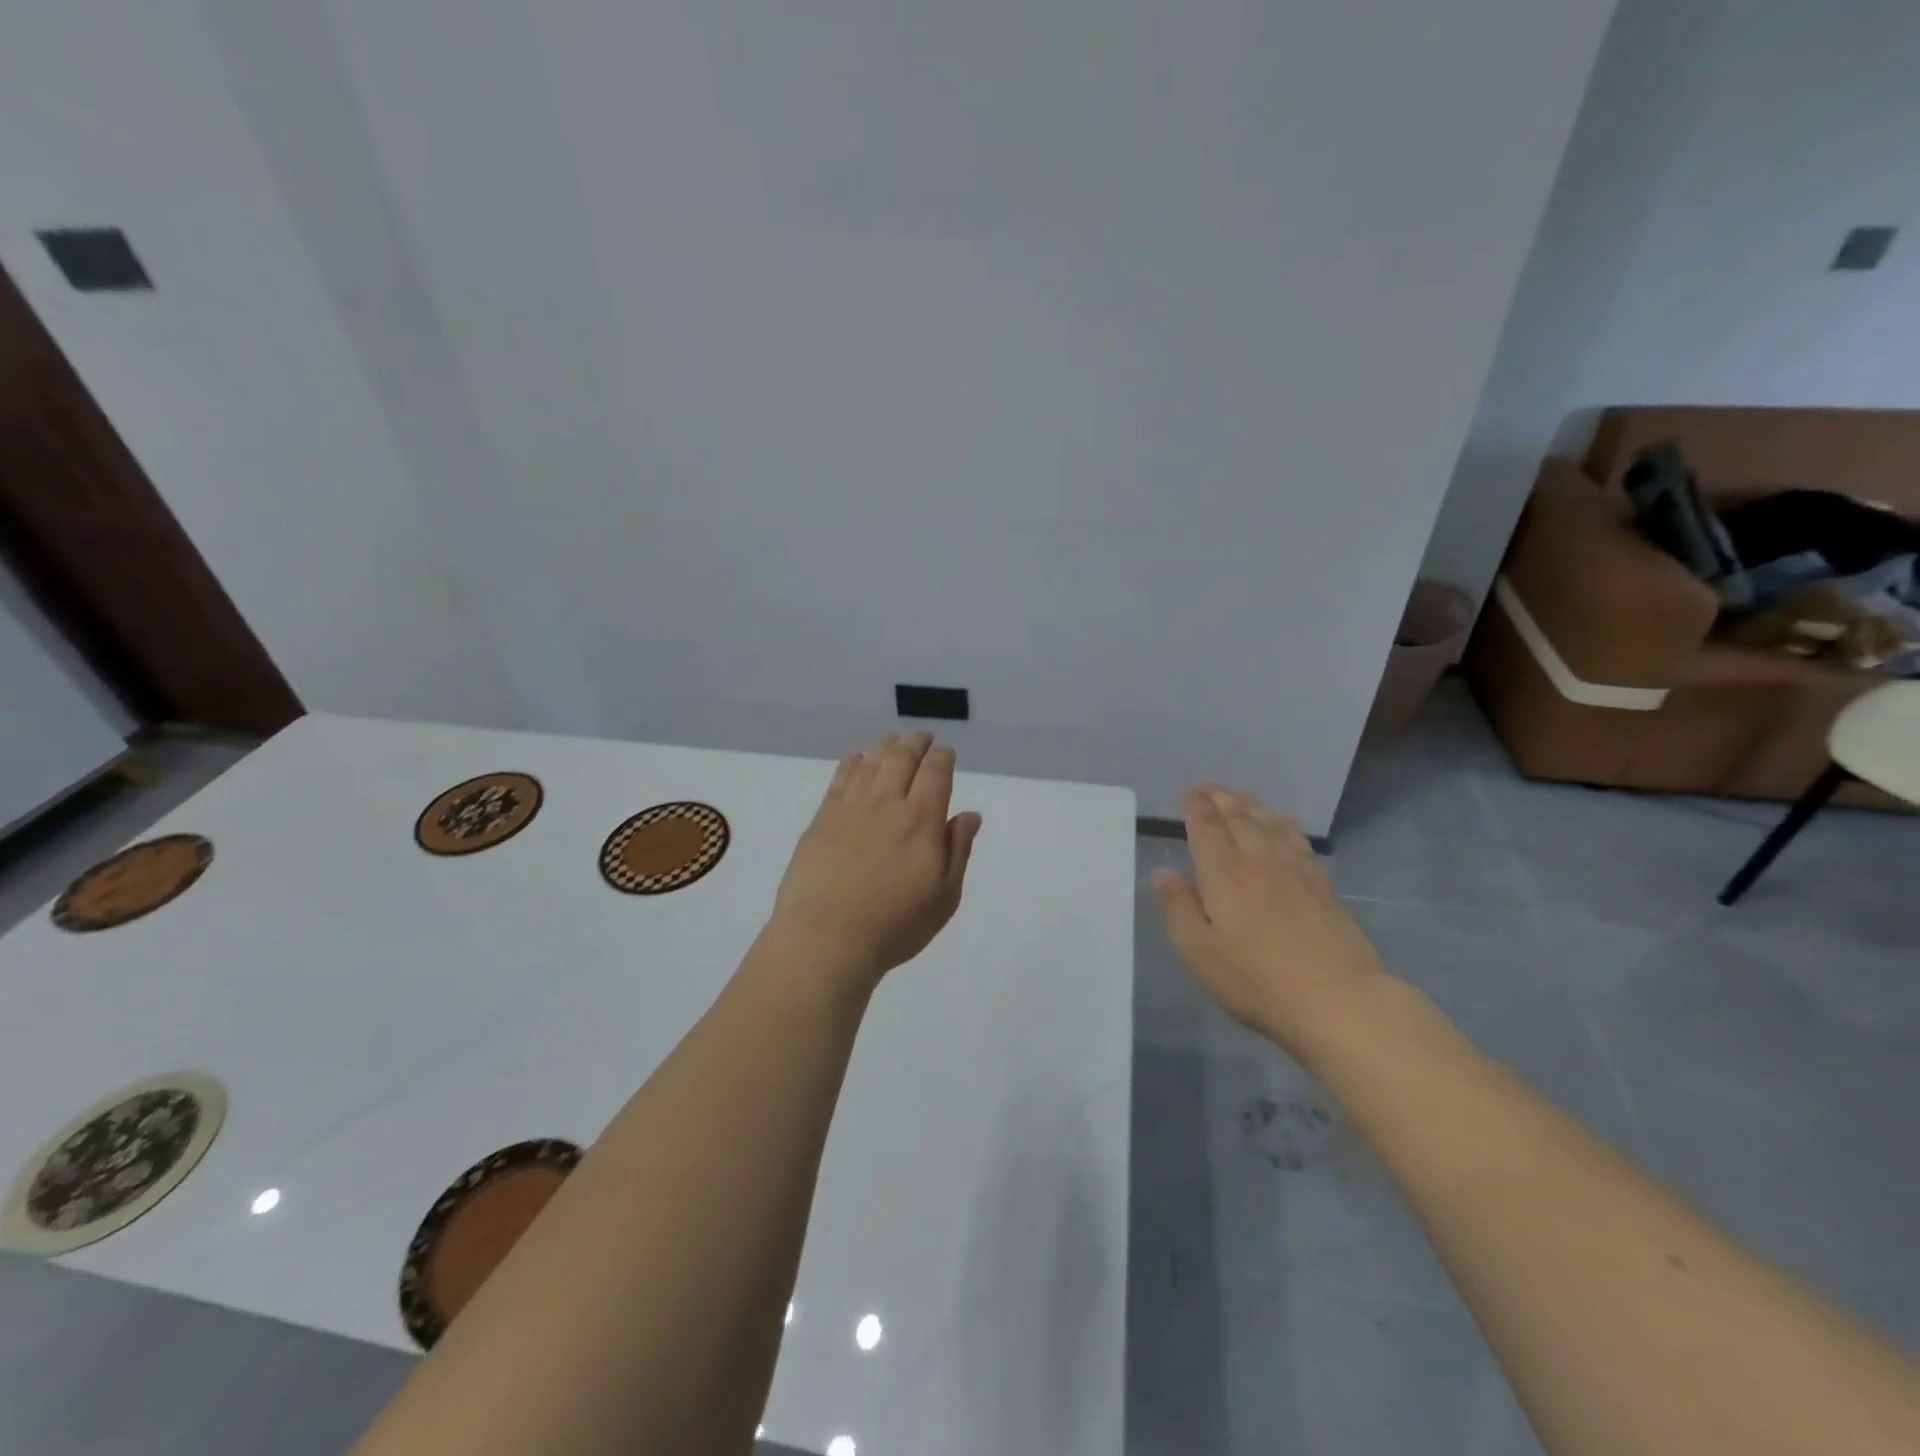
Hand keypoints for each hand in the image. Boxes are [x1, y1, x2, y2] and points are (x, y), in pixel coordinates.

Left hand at [768, 732, 982, 991]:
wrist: (825, 939)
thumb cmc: (894, 925)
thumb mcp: (944, 896)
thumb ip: (958, 850)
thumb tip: (969, 814)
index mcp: (921, 819)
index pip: (935, 772)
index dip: (943, 758)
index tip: (946, 755)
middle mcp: (886, 803)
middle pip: (902, 758)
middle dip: (916, 743)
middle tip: (923, 738)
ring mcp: (850, 808)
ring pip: (871, 762)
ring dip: (886, 746)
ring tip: (894, 742)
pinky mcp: (822, 819)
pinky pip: (840, 778)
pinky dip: (853, 762)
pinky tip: (857, 758)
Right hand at [1152, 785, 1385, 1056]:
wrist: (1336, 1000)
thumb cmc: (1255, 980)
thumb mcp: (1198, 951)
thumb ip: (1178, 907)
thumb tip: (1164, 872)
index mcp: (1224, 874)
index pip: (1207, 829)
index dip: (1196, 808)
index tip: (1189, 794)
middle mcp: (1259, 862)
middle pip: (1240, 820)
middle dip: (1222, 800)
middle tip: (1210, 788)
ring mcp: (1296, 873)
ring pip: (1271, 826)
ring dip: (1252, 807)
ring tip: (1241, 798)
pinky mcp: (1323, 889)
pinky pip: (1299, 843)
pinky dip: (1286, 826)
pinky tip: (1285, 824)